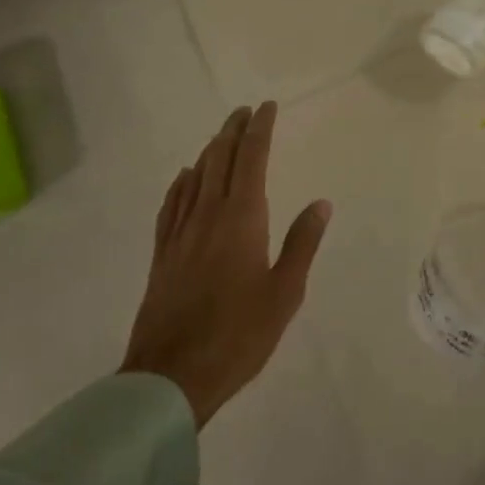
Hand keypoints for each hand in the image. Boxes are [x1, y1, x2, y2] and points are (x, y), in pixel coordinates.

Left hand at [122, 103, 331, 425]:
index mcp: (242, 219)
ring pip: (195, 177)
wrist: (171, 376)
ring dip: (210, 151)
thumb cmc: (238, 335)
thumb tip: (321, 203)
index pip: (251, 159)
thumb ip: (302, 243)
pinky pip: (172, 205)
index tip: (267, 108)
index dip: (260, 130)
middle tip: (245, 111)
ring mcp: (180, 234)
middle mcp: (208, 215)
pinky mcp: (163, 254)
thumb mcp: (285, 293)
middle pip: (220, 160)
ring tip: (222, 136)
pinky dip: (182, 183)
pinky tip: (186, 178)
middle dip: (233, 131)